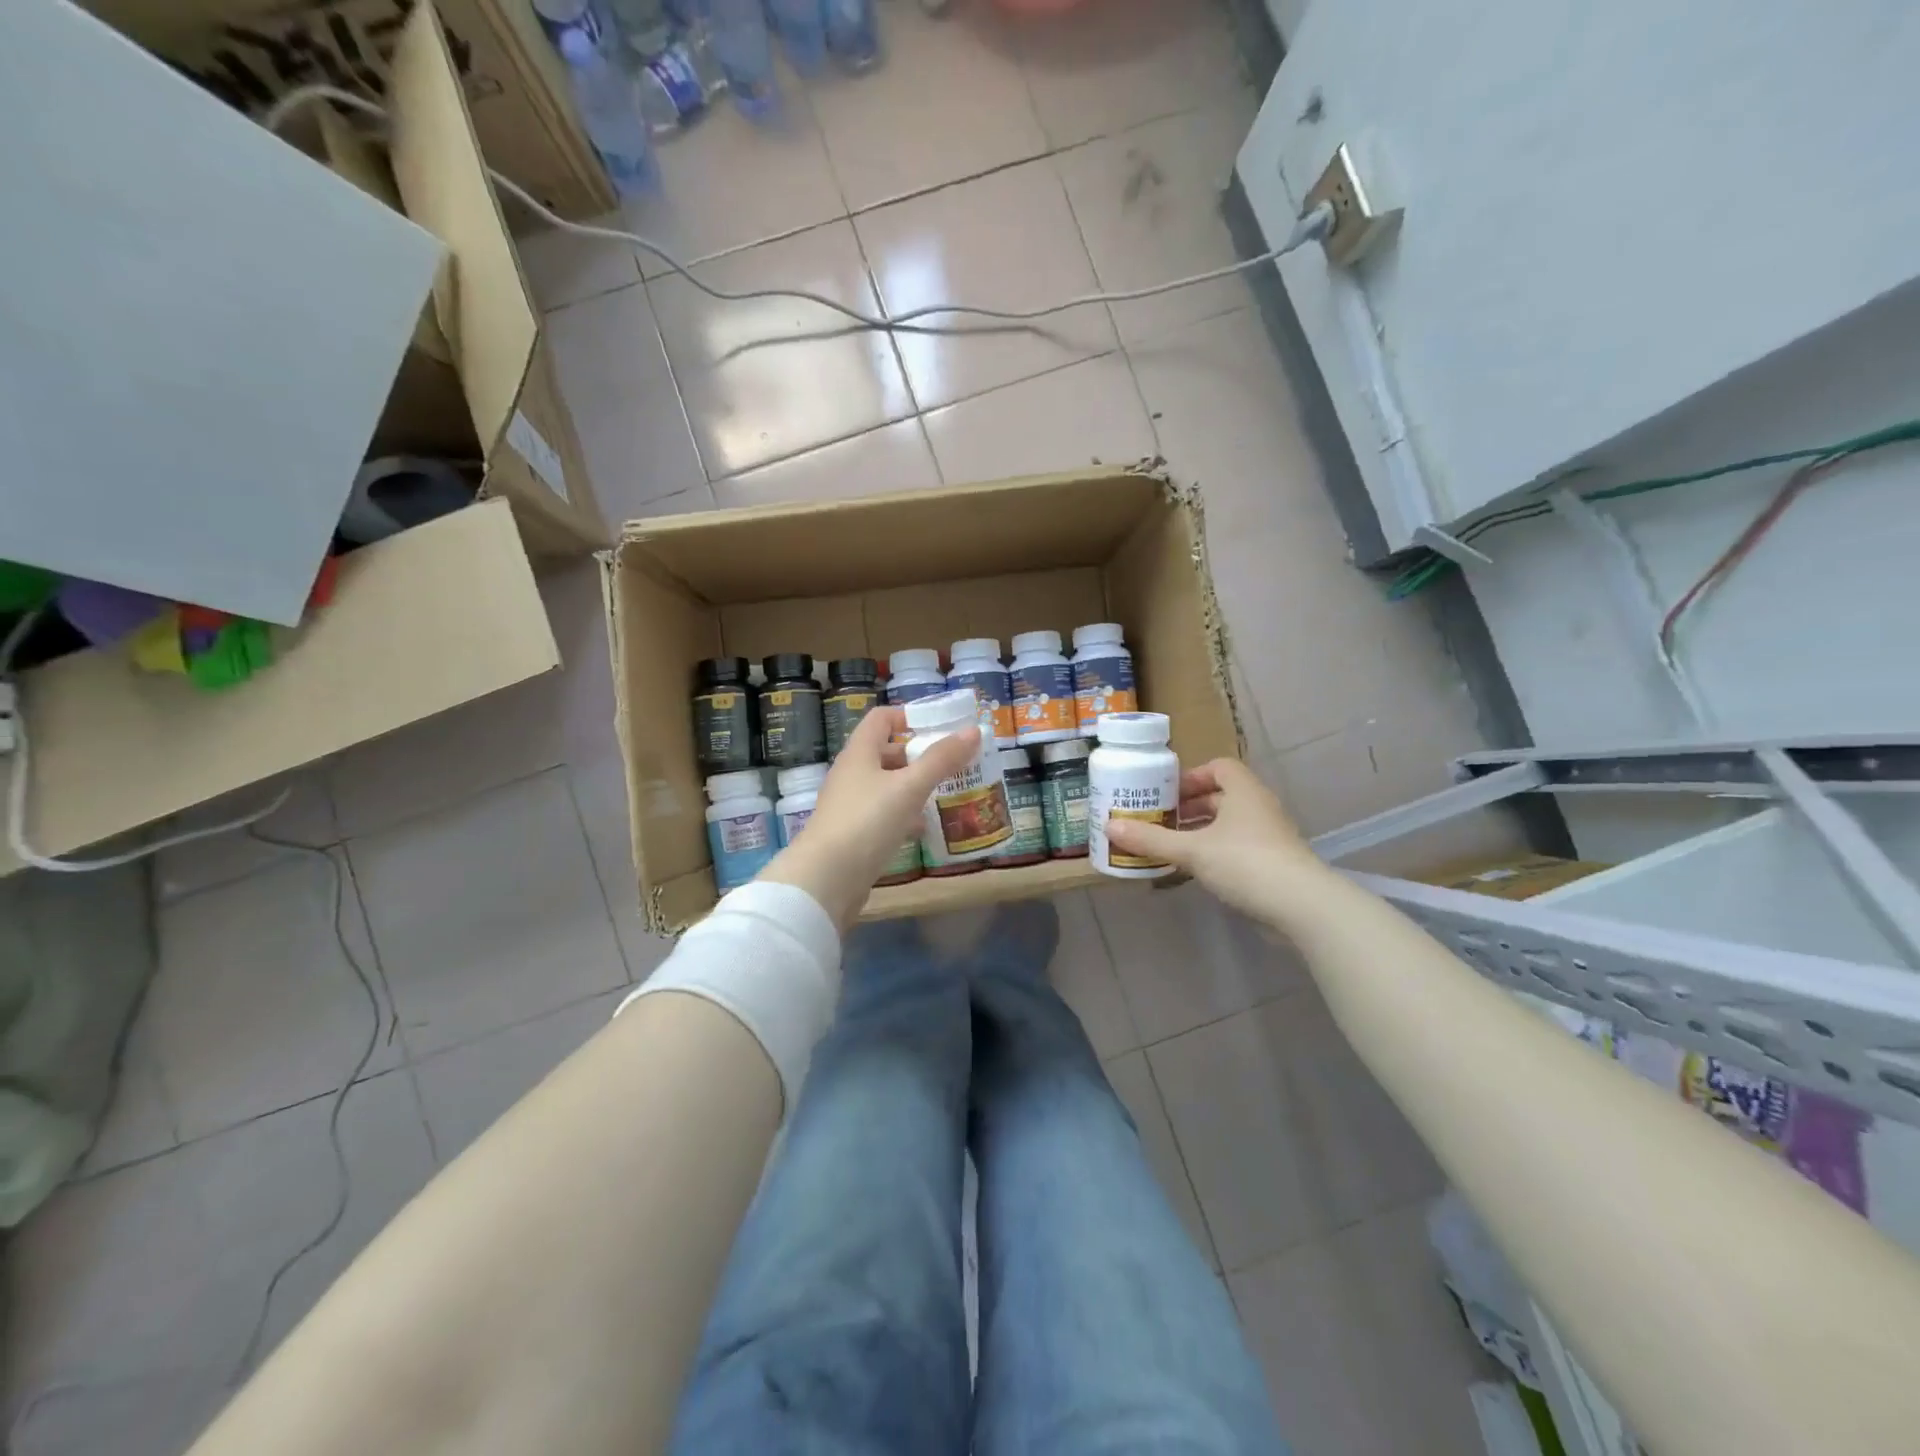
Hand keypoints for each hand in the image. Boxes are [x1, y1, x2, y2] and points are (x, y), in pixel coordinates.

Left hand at [759, 706, 978, 928]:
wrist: (826, 879)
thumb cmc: (868, 821)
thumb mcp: (910, 787)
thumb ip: (941, 759)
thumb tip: (973, 730)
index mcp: (860, 753)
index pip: (881, 718)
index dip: (909, 716)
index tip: (940, 727)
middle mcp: (852, 773)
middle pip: (886, 752)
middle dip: (919, 754)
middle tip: (952, 762)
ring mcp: (851, 805)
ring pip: (887, 785)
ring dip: (914, 786)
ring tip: (946, 792)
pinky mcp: (854, 833)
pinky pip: (883, 815)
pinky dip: (905, 815)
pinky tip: (924, 827)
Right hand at [1103, 758, 1328, 922]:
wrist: (1301, 905)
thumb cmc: (1245, 862)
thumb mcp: (1191, 850)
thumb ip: (1151, 839)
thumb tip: (1109, 827)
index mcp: (1243, 791)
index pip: (1219, 767)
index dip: (1192, 776)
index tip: (1167, 793)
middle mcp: (1259, 807)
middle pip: (1221, 796)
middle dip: (1190, 807)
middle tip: (1160, 821)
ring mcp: (1269, 836)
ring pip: (1229, 825)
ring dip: (1200, 832)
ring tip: (1170, 846)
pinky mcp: (1272, 863)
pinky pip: (1236, 848)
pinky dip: (1214, 853)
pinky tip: (1193, 871)